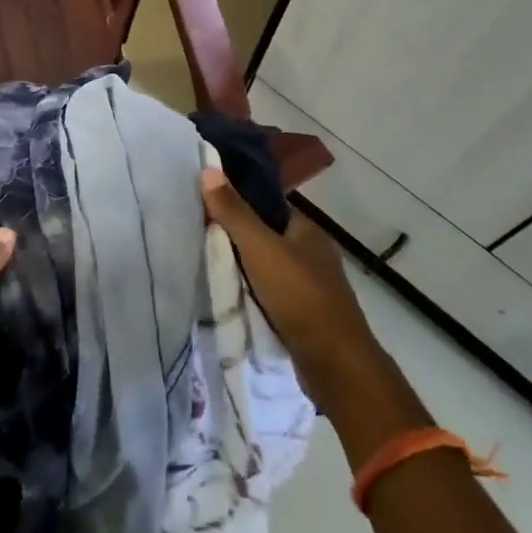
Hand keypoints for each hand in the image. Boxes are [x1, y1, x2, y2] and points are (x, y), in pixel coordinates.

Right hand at [200, 168, 372, 374]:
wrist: (333, 363)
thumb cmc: (299, 295)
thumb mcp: (260, 248)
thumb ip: (234, 212)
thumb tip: (209, 169)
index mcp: (307, 231)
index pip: (268, 207)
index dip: (238, 204)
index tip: (205, 207)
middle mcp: (312, 254)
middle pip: (265, 237)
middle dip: (236, 239)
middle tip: (198, 237)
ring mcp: (310, 287)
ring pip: (266, 269)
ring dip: (242, 270)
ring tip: (205, 266)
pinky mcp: (304, 316)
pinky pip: (270, 295)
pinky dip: (251, 295)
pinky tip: (228, 297)